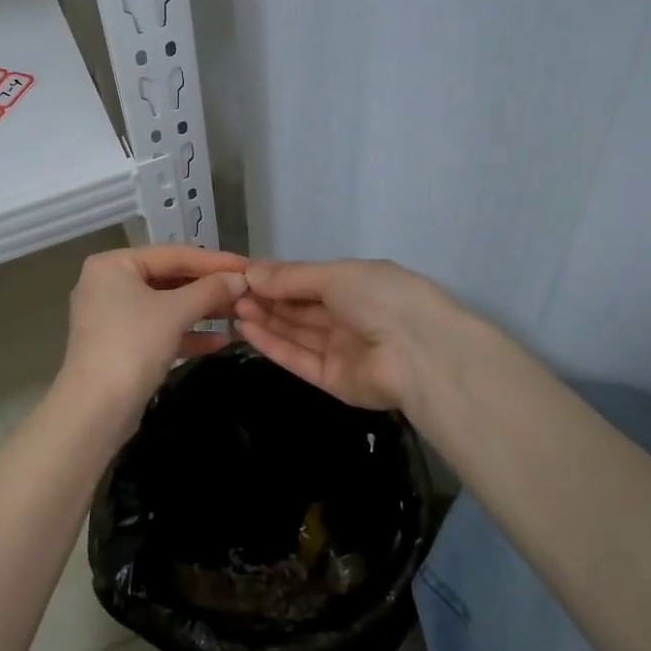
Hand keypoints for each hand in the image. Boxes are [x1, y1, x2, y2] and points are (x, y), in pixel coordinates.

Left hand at [60, 244, 248, 418]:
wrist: (96, 408)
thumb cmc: (133, 344)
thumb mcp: (175, 311)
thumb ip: (210, 290)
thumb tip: (240, 278)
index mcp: (113, 264)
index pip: (173, 254)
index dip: (215, 260)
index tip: (250, 267)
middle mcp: (109, 284)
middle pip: (169, 279)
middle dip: (209, 288)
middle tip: (248, 292)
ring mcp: (113, 317)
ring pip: (166, 307)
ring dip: (202, 311)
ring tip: (241, 314)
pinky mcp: (121, 347)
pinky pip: (159, 331)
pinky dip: (187, 334)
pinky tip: (221, 341)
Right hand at [233, 258, 455, 409]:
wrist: (421, 354)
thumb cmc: (382, 298)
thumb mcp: (335, 275)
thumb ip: (291, 277)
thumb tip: (251, 271)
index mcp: (359, 285)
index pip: (310, 281)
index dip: (278, 277)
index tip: (243, 273)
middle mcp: (350, 316)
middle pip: (300, 307)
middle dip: (267, 298)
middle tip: (230, 291)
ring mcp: (342, 350)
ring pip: (297, 332)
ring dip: (265, 319)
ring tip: (232, 307)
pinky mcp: (333, 380)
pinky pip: (299, 359)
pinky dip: (273, 344)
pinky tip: (246, 329)